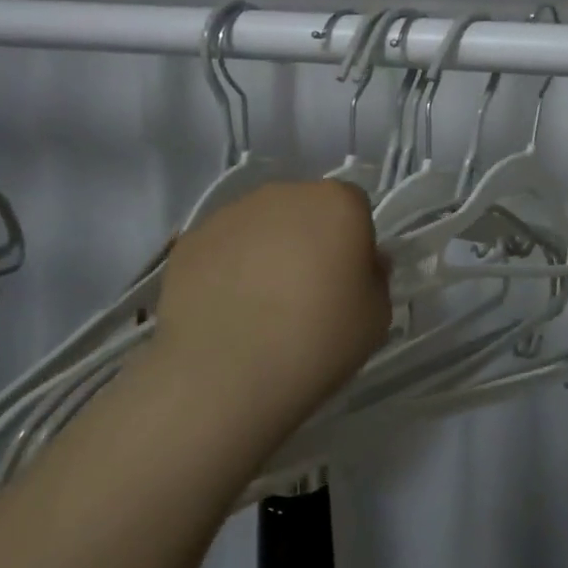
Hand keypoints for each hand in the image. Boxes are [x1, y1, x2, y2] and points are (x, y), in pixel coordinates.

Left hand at [146, 181, 391, 431]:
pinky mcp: (191, 240)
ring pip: (261, 225)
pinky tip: (226, 311)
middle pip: (306, 210)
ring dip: (266, 252)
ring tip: (259, 307)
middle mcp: (284, 194)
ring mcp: (231, 213)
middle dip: (308, 240)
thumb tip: (362, 264)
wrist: (224, 374)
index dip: (353, 243)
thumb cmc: (317, 341)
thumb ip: (375, 278)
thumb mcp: (376, 318)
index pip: (355, 208)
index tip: (345, 282)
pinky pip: (223, 247)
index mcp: (337, 203)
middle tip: (304, 294)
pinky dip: (227, 268)